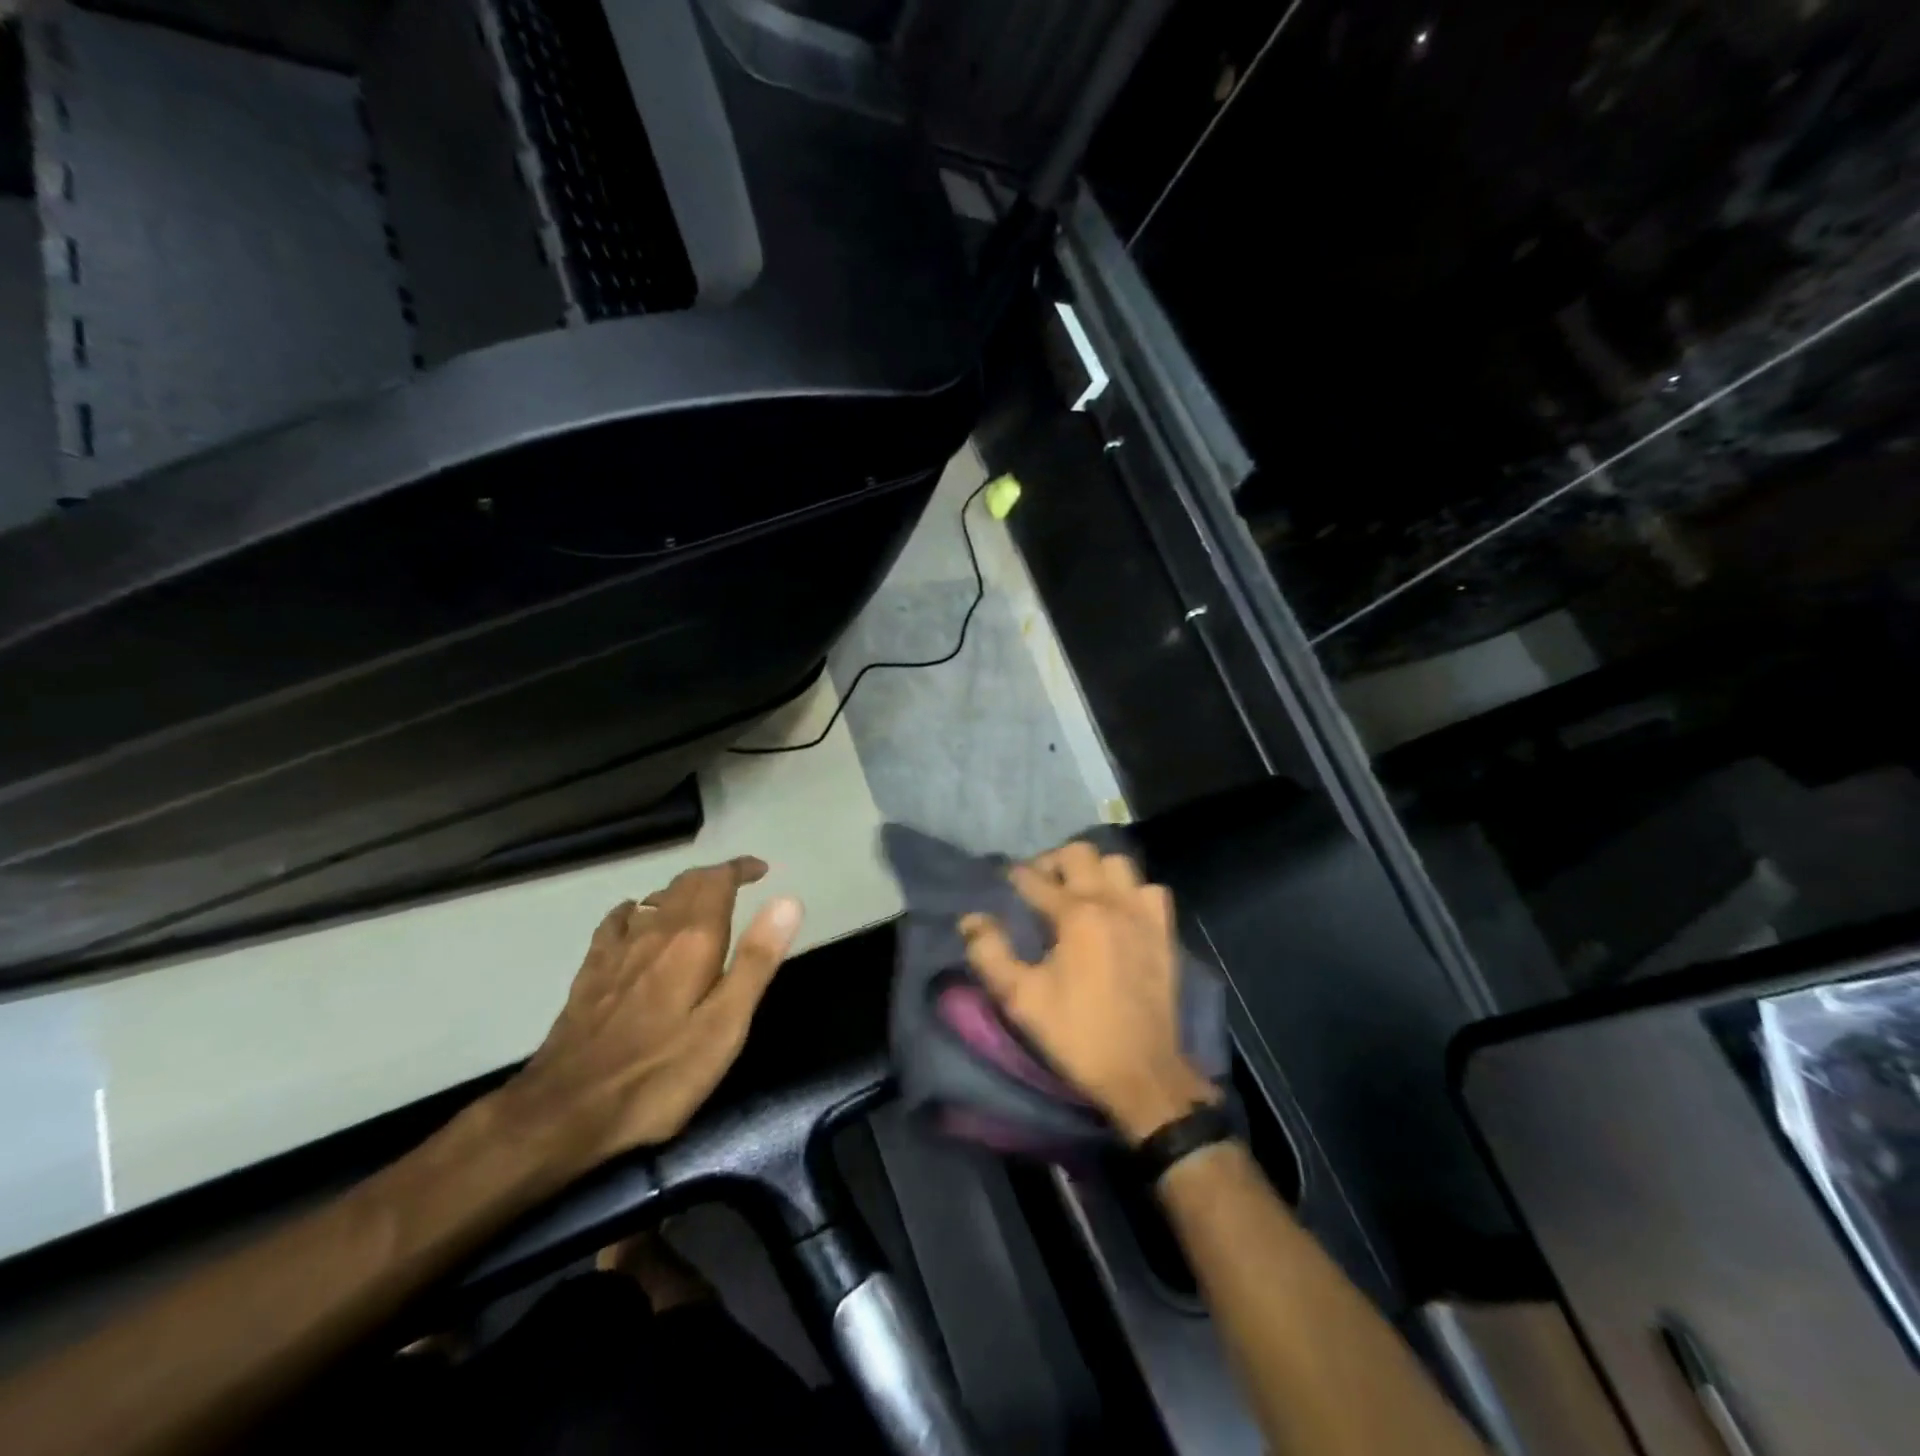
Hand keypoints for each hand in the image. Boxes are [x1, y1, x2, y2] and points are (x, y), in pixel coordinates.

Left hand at [504, 857, 802, 1173]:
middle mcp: (655, 931)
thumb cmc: (660, 1072)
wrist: (566, 1109)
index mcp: (693, 939)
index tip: (761, 870)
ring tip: (700, 902)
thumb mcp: (725, 1024)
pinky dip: (638, 909)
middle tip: (739, 883)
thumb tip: (788, 900)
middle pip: (685, 883)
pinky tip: (637, 917)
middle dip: (715, 876)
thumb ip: (757, 959)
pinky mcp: (591, 972)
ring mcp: (618, 950)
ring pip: (654, 899)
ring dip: (682, 890)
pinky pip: (617, 921)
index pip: (718, 881)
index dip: (740, 869)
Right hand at [960, 842, 1217, 1143]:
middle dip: (1053, 862)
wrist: (1141, 1071)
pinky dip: (1132, 892)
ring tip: (1078, 893)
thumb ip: (990, 953)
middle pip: (1080, 853)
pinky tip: (1119, 912)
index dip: (1015, 877)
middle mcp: (1111, 901)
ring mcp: (1143, 914)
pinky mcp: (1164, 932)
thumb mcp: (1020, 998)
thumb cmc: (1076, 1033)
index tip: (1003, 883)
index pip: (1036, 879)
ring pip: (1118, 864)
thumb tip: (971, 919)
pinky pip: (1150, 890)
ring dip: (1094, 870)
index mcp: (1075, 914)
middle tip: (1039, 886)